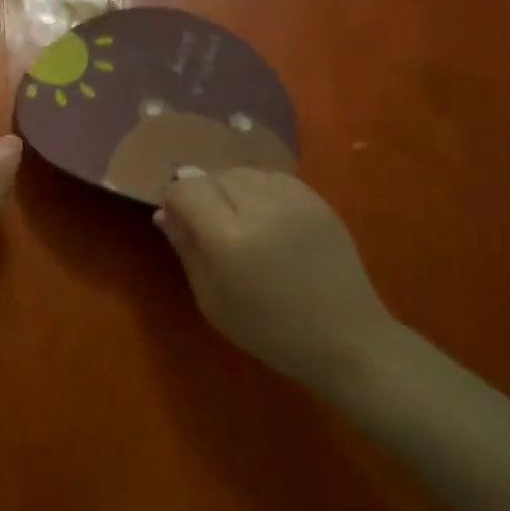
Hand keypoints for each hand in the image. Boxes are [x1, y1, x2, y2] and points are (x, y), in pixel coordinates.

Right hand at [155, 168, 397, 391]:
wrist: (345, 338)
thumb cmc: (268, 329)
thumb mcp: (211, 299)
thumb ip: (186, 249)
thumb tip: (164, 214)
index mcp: (229, 238)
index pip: (186, 190)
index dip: (174, 201)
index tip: (176, 220)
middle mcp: (261, 208)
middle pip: (214, 176)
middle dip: (202, 193)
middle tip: (206, 224)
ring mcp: (294, 200)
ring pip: (243, 172)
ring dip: (230, 188)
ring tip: (236, 219)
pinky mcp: (318, 199)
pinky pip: (273, 178)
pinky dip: (258, 189)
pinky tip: (264, 217)